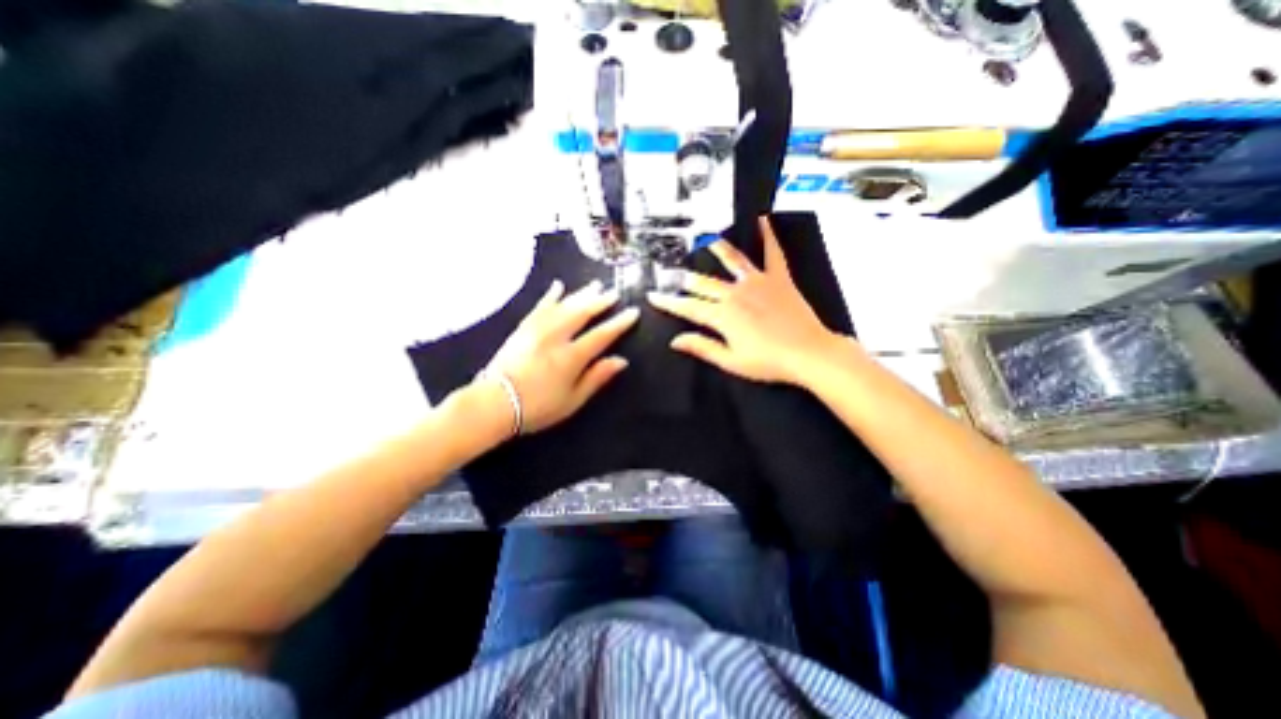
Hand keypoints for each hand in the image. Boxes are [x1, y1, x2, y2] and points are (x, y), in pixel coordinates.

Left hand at [482, 276, 640, 433]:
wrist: (494, 403)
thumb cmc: (537, 407)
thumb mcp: (573, 400)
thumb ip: (597, 378)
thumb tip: (621, 361)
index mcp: (571, 357)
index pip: (601, 335)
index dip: (619, 323)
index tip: (633, 311)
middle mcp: (555, 337)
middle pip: (582, 313)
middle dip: (601, 301)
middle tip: (614, 292)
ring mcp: (537, 330)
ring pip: (563, 305)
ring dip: (581, 294)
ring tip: (595, 285)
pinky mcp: (523, 328)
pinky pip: (540, 306)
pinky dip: (551, 295)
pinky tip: (558, 286)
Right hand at [651, 212, 842, 387]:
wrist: (808, 353)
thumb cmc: (768, 362)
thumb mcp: (731, 361)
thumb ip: (702, 347)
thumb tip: (675, 340)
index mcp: (722, 316)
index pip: (688, 307)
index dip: (668, 302)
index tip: (653, 295)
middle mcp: (735, 293)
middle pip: (703, 283)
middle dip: (684, 279)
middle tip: (670, 272)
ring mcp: (757, 282)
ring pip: (731, 260)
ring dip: (716, 249)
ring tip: (704, 238)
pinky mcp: (778, 278)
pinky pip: (772, 252)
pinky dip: (768, 235)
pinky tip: (763, 219)